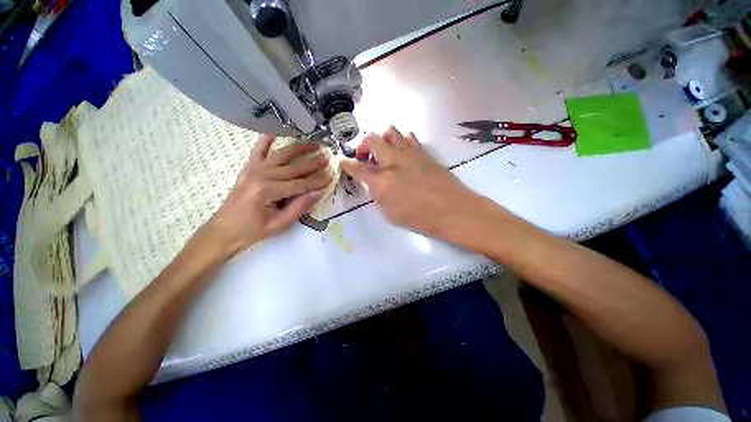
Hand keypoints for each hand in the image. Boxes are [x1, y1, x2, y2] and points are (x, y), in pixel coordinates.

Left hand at [205, 134, 331, 255]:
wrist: (224, 230)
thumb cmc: (253, 230)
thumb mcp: (280, 223)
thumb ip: (300, 206)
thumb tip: (319, 192)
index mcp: (268, 191)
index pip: (300, 184)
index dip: (317, 181)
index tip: (331, 176)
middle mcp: (261, 175)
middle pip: (293, 168)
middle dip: (313, 163)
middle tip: (328, 157)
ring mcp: (253, 170)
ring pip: (281, 155)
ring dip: (298, 148)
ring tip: (313, 144)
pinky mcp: (248, 169)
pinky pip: (258, 151)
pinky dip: (265, 141)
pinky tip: (273, 133)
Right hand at [341, 127, 487, 237]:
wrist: (453, 210)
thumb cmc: (420, 218)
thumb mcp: (390, 213)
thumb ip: (378, 195)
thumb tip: (375, 183)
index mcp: (381, 181)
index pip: (357, 168)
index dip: (347, 164)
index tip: (342, 161)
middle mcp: (393, 161)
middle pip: (371, 139)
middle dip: (363, 145)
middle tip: (365, 157)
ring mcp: (410, 153)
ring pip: (390, 131)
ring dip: (382, 140)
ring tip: (385, 154)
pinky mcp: (424, 152)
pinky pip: (408, 137)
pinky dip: (400, 141)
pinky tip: (403, 154)